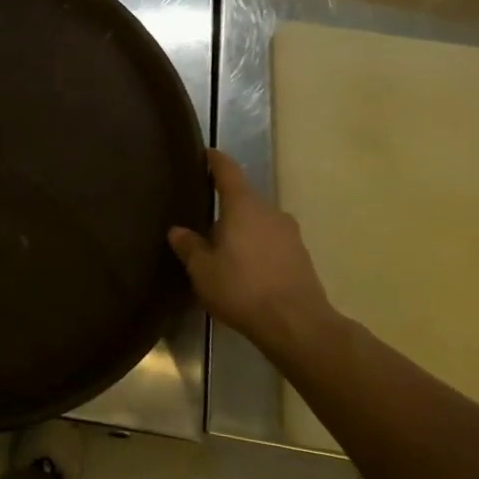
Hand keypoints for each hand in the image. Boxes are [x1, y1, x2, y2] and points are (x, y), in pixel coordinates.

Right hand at [168, 150, 336, 353]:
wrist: (297, 325)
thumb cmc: (241, 288)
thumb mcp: (203, 270)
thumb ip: (189, 247)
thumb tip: (178, 230)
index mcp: (243, 206)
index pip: (228, 171)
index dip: (215, 161)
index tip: (206, 153)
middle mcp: (270, 211)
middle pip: (244, 199)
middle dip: (226, 205)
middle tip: (204, 216)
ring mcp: (290, 234)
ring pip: (259, 222)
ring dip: (242, 229)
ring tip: (223, 246)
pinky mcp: (301, 257)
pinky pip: (271, 242)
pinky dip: (257, 247)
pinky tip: (245, 267)